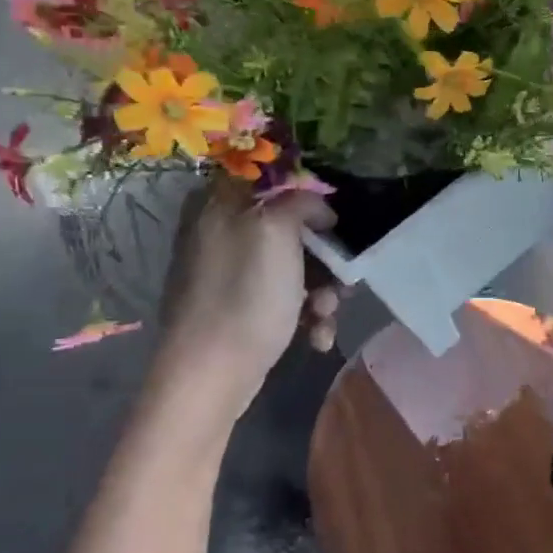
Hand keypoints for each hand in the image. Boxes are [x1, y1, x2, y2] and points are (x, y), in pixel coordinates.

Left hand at [153, 184, 338, 407]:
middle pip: (292, 228)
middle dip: (325, 258)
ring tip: (326, 316)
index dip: (310, 197)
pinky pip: (283, 298)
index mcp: (221, 203)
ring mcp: (229, 272)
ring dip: (322, 292)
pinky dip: (305, 315)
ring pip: (294, 266)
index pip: (274, 179)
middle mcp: (222, 232)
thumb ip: (300, 201)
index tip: (333, 223)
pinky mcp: (239, 308)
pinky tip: (316, 336)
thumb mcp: (276, 230)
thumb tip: (319, 209)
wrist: (211, 373)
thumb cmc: (246, 295)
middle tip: (342, 279)